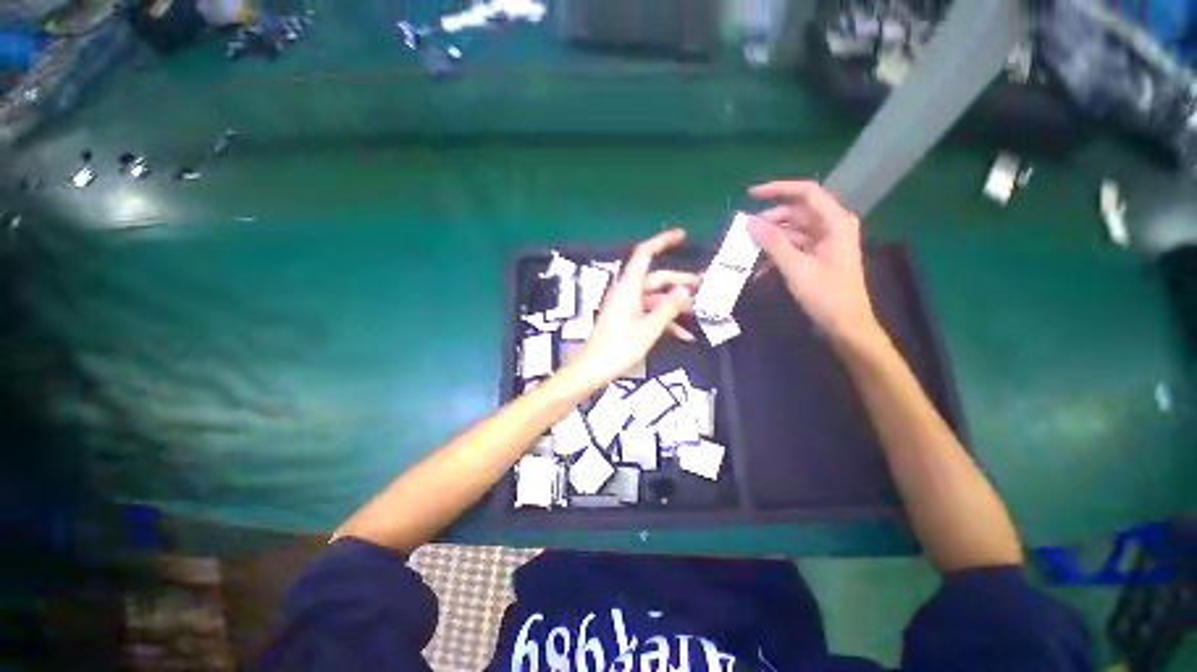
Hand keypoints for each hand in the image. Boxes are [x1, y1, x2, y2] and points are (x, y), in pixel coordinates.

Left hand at [566, 229, 697, 387]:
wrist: (592, 370)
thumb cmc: (618, 348)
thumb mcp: (648, 329)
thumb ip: (668, 308)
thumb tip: (685, 290)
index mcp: (629, 288)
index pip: (644, 254)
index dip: (662, 241)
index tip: (682, 236)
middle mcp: (627, 293)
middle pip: (655, 279)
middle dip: (679, 282)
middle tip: (705, 286)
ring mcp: (627, 308)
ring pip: (655, 299)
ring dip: (675, 305)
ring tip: (700, 312)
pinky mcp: (627, 322)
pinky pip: (649, 315)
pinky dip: (666, 322)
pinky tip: (685, 336)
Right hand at [748, 181, 878, 340]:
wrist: (845, 325)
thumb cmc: (826, 295)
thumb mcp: (796, 268)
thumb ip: (773, 242)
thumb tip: (750, 221)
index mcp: (835, 222)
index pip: (806, 193)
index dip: (778, 189)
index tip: (751, 195)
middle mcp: (830, 227)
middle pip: (796, 212)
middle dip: (769, 219)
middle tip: (745, 230)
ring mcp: (823, 242)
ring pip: (791, 230)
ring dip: (769, 239)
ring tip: (746, 249)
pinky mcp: (816, 256)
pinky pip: (792, 247)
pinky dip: (775, 254)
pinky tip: (758, 269)